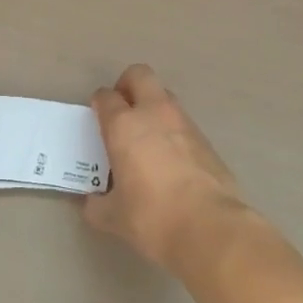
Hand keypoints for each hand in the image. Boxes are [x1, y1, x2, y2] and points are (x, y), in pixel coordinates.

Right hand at [83, 65, 248, 274]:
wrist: (211, 228)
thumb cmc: (153, 217)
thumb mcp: (114, 218)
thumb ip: (98, 205)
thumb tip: (92, 203)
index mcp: (124, 125)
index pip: (106, 97)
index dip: (99, 103)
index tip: (97, 117)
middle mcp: (154, 113)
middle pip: (139, 75)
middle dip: (127, 85)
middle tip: (122, 110)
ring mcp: (184, 123)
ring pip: (164, 96)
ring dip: (152, 107)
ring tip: (146, 139)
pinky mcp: (206, 139)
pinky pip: (182, 123)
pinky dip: (172, 132)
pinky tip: (170, 160)